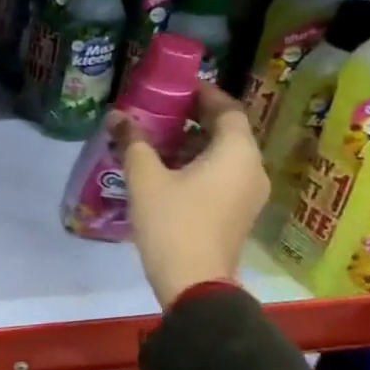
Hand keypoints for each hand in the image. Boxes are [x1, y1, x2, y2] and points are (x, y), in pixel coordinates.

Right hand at [113, 83, 268, 303]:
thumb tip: (117, 116)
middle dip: (194, 117)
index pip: (226, 108)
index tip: (175, 86)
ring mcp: (248, 193)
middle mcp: (251, 168)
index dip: (202, 93)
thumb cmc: (173, 222)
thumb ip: (133, 142)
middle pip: (227, 131)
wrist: (194, 283)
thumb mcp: (145, 178)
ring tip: (156, 138)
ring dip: (193, 143)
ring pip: (224, 155)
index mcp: (236, 152)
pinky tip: (166, 169)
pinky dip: (198, 164)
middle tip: (159, 110)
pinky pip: (222, 175)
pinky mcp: (238, 213)